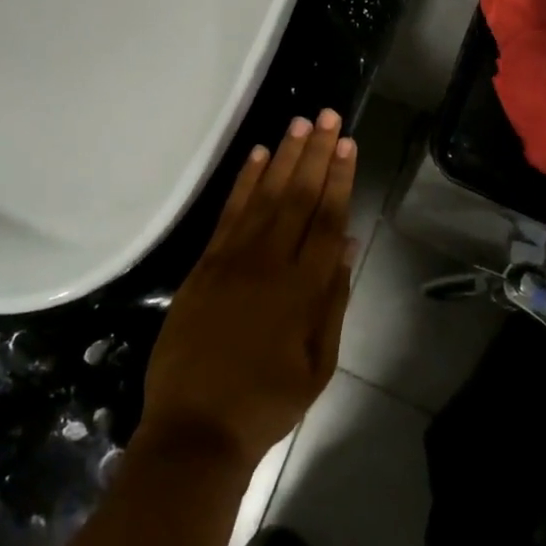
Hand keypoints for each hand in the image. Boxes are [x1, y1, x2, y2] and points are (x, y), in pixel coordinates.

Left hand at [140, 109, 357, 467]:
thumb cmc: (266, 403)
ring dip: (285, 157)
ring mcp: (233, 260)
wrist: (196, 429)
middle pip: (299, 197)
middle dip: (317, 154)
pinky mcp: (205, 264)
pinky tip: (259, 156)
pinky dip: (244, 182)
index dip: (340, 179)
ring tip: (301, 123)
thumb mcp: (318, 364)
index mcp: (303, 290)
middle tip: (329, 116)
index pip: (327, 220)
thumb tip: (346, 246)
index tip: (348, 144)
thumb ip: (333, 301)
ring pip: (266, 197)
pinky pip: (229, 214)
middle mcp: (270, 263)